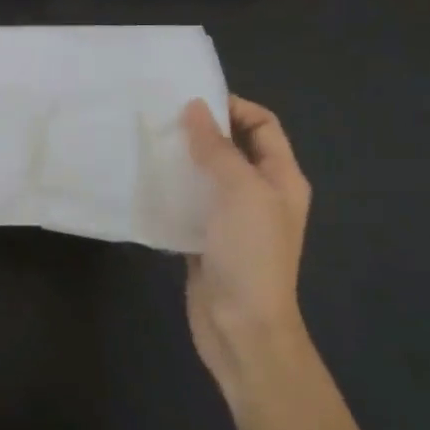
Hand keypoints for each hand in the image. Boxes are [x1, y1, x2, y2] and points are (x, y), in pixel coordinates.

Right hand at [180, 97, 313, 413]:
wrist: (242, 329)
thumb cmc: (251, 253)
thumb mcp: (240, 191)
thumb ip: (218, 147)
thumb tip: (195, 107)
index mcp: (282, 178)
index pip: (262, 124)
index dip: (233, 107)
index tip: (192, 101)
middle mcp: (261, 193)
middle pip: (234, 146)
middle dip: (203, 129)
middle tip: (163, 118)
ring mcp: (234, 217)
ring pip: (208, 172)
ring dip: (184, 156)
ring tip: (149, 143)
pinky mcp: (207, 237)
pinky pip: (190, 200)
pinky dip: (172, 186)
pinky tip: (147, 180)